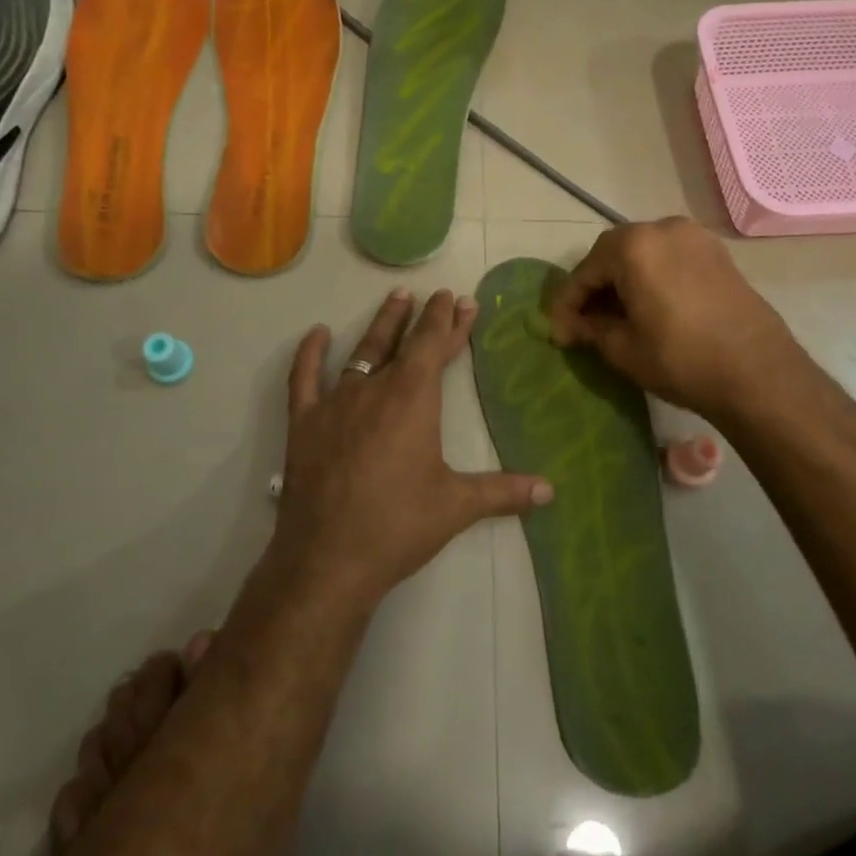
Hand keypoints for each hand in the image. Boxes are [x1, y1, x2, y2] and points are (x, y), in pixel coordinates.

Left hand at [271, 288, 553, 608]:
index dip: (450, 321)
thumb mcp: (456, 506)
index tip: (461, 300)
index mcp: (413, 398)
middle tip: (438, 296)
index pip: (435, 345)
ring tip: (397, 297)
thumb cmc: (398, 526)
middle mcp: (374, 388)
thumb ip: (504, 492)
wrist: (327, 559)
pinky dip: (310, 353)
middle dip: (424, 317)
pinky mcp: (305, 422)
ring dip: (382, 324)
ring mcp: (335, 402)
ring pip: (362, 350)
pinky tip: (317, 334)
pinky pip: (305, 378)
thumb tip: (550, 490)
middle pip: (403, 342)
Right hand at [547, 218, 815, 422]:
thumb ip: (589, 329)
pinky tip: (648, 306)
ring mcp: (695, 237)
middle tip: (583, 322)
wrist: (760, 375)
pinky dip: (651, 277)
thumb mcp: (623, 349)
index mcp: (634, 246)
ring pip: (642, 254)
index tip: (557, 332)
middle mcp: (662, 228)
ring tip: (615, 315)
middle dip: (594, 287)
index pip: (585, 272)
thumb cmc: (681, 359)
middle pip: (612, 254)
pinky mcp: (717, 253)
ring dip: (623, 280)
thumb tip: (568, 327)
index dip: (566, 304)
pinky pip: (669, 258)